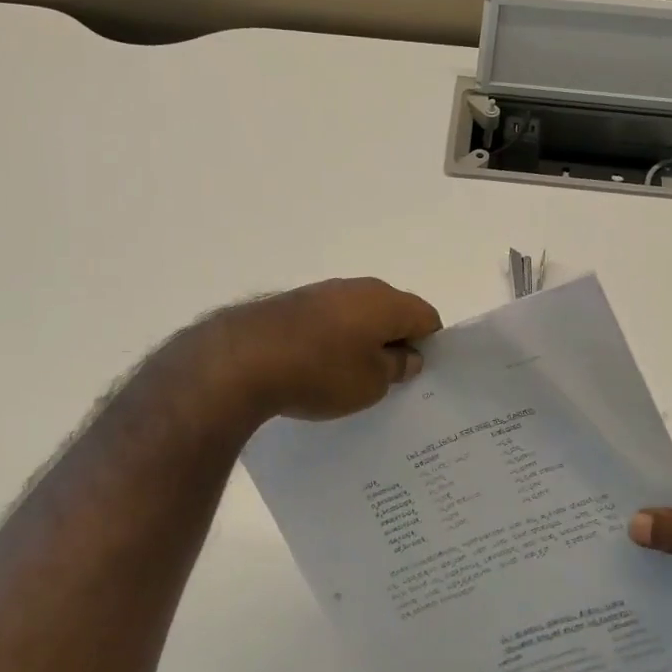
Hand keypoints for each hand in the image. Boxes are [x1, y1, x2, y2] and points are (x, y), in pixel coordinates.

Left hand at [207, 277, 442, 421]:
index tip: (416, 375)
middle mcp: (357, 288)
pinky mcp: (292, 304)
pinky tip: (315, 371)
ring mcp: (321, 292)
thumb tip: (407, 356)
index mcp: (387, 301)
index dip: (429, 346)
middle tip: (387, 382)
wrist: (242, 359)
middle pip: (391, 314)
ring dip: (359, 343)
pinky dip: (329, 343)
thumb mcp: (371, 383)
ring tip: (348, 380)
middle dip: (394, 343)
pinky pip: (326, 323)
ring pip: (356, 317)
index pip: (427, 317)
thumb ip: (396, 367)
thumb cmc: (321, 371)